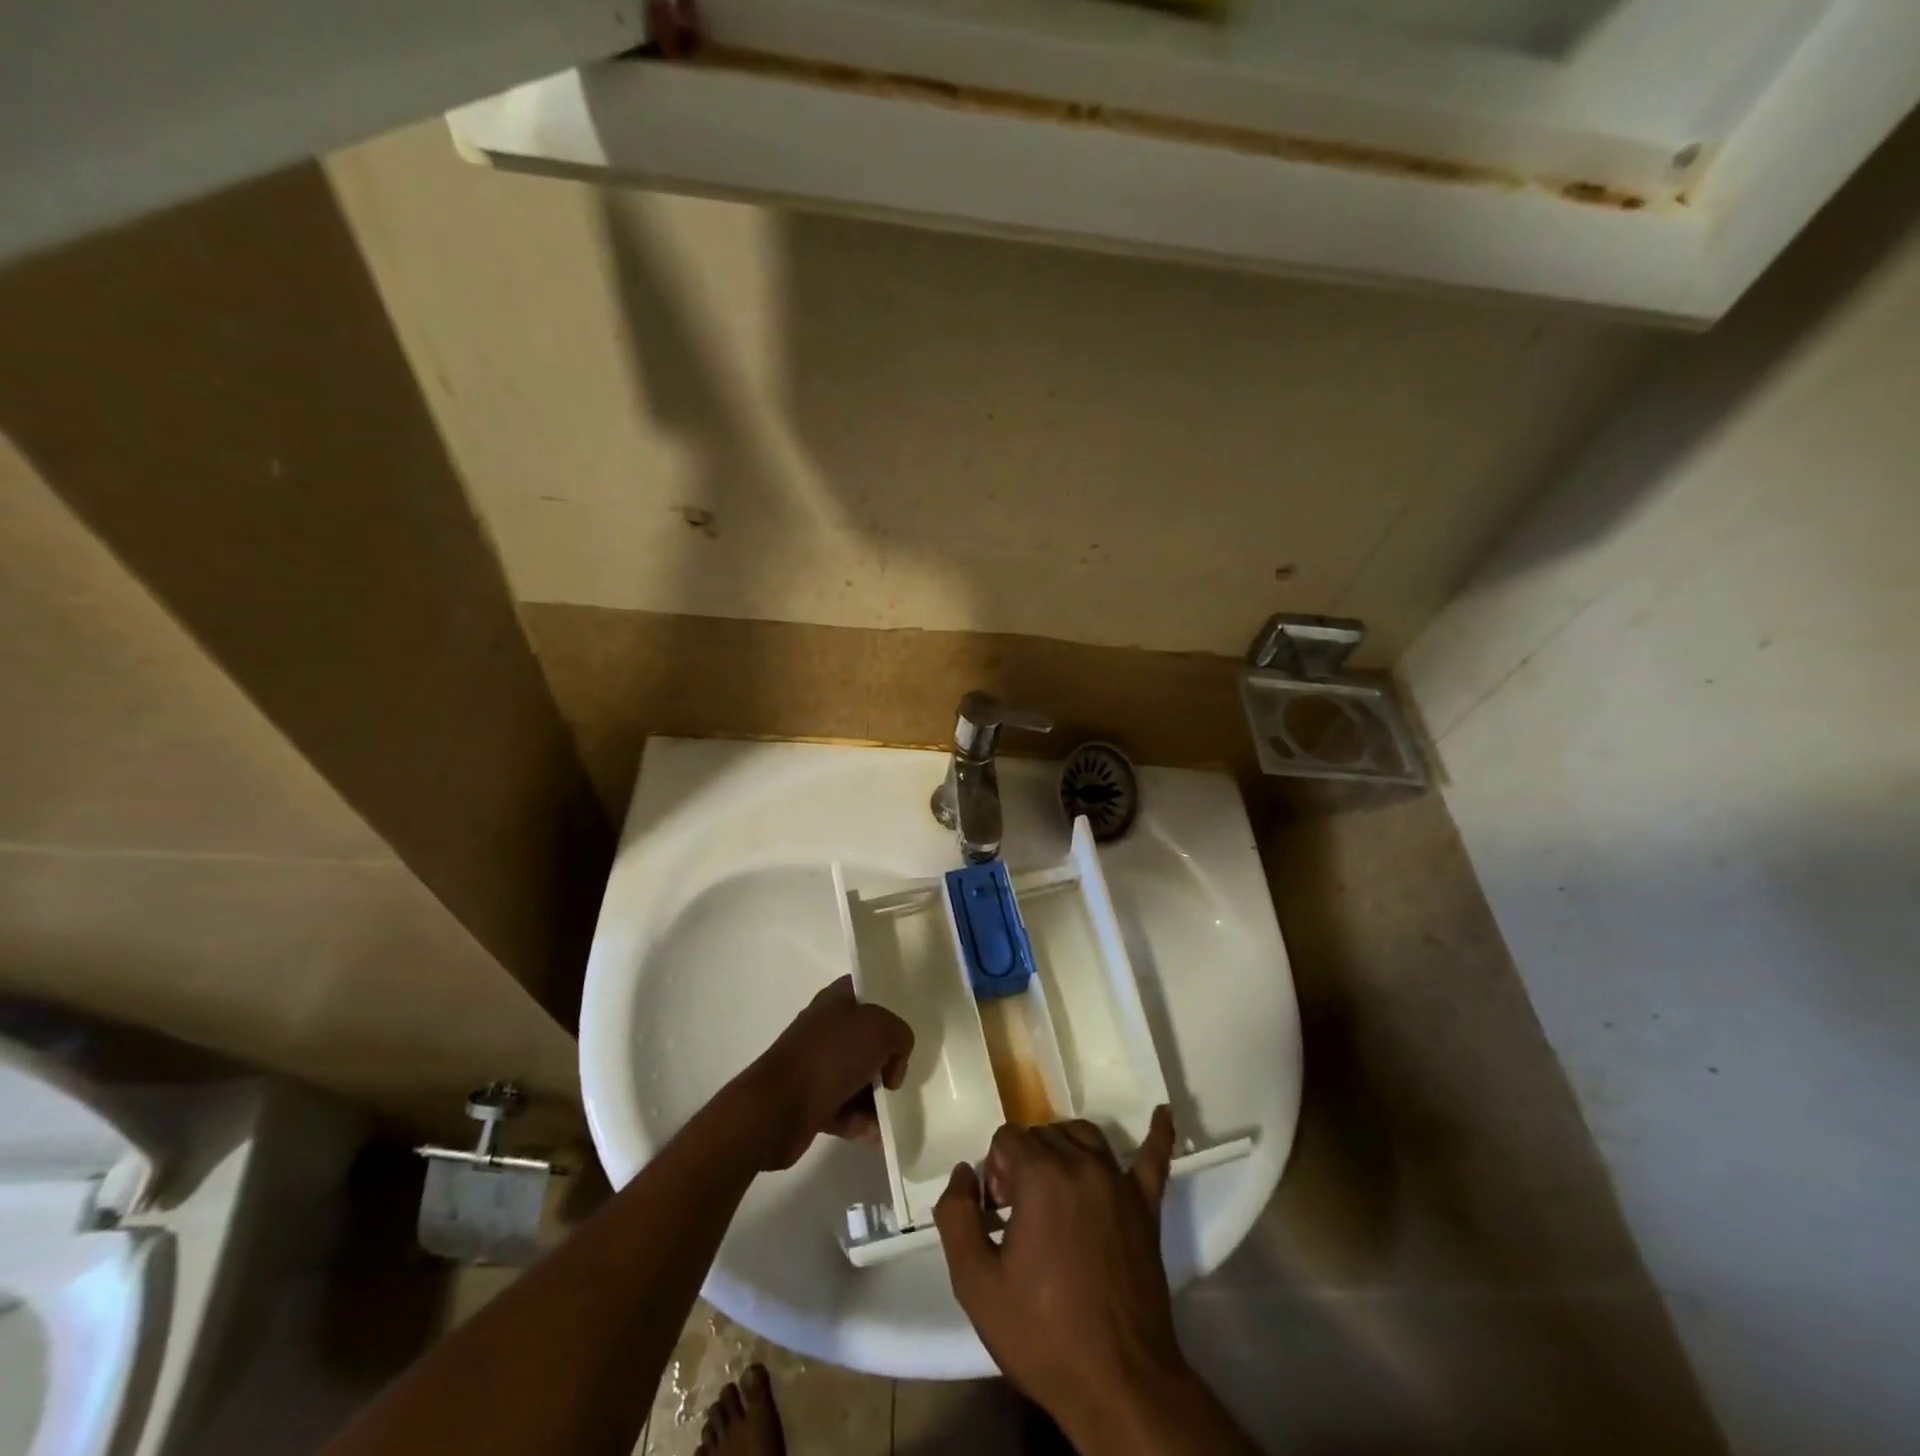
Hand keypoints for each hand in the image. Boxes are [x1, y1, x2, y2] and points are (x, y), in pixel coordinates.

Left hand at [741, 976, 911, 1171]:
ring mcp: (817, 1065)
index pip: (868, 991)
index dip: (890, 1003)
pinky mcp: (811, 1101)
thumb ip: (900, 1036)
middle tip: (900, 1076)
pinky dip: (862, 1122)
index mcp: (836, 1000)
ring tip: (892, 1115)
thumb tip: (892, 1065)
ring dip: (877, 1098)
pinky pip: (846, 1109)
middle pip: (868, 1038)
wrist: (777, 1108)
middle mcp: (826, 1028)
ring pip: (859, 1076)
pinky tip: (876, 1135)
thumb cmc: (830, 1056)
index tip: (908, 1025)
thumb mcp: (881, 1030)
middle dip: (888, 1059)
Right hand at [934, 1109, 1185, 1441]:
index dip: (994, 1171)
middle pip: (1043, 1134)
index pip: (1007, 1138)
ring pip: (1084, 1135)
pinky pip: (1155, 1159)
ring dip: (1061, 1148)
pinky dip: (1157, 1135)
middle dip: (1022, 1162)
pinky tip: (1162, 1113)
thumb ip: (956, 1216)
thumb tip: (963, 1173)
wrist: (1117, 1384)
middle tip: (1018, 1215)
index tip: (997, 1214)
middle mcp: (1082, 1165)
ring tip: (1051, 1186)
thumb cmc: (1042, 1334)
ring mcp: (1119, 1183)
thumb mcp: (975, 1284)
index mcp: (1041, 1177)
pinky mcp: (1146, 1207)